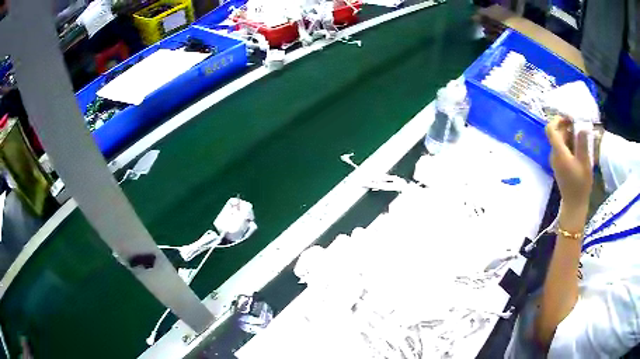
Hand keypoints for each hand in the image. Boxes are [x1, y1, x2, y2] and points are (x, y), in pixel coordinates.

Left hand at [546, 116, 592, 210]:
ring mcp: (556, 161)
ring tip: (582, 136)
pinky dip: (569, 144)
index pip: (551, 129)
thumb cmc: (580, 185)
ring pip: (560, 142)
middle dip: (566, 127)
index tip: (569, 118)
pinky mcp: (559, 166)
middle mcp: (554, 155)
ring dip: (569, 136)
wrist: (574, 205)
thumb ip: (582, 143)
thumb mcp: (585, 163)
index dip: (558, 120)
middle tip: (579, 126)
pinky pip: (562, 150)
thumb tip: (582, 126)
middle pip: (556, 134)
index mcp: (559, 152)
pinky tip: (580, 147)